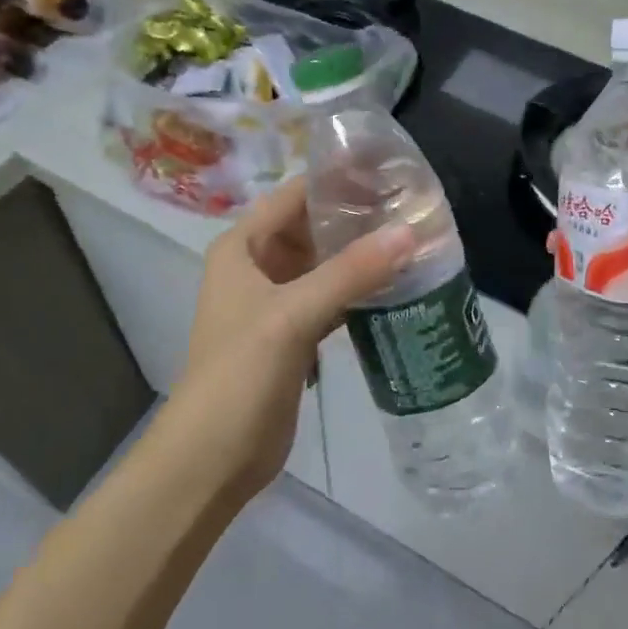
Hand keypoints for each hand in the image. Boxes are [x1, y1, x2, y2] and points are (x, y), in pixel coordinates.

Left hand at [169, 177, 415, 497]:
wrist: (213, 457)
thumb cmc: (240, 374)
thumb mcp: (292, 316)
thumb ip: (350, 273)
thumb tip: (409, 233)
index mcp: (243, 247)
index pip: (295, 196)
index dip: (337, 180)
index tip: (390, 171)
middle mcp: (257, 266)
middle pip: (312, 228)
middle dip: (357, 218)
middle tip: (413, 208)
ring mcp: (276, 302)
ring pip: (325, 265)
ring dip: (361, 256)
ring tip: (414, 240)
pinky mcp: (294, 335)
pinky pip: (331, 298)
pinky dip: (359, 291)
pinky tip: (397, 287)